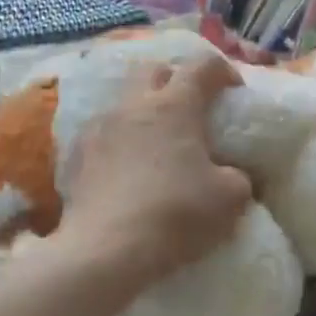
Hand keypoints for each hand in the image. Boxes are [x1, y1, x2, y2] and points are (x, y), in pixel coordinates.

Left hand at [60, 53, 253, 288]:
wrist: (106, 249)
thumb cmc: (176, 214)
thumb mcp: (230, 199)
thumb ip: (238, 177)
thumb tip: (232, 173)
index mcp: (175, 106)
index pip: (201, 66)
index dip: (222, 71)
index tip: (233, 90)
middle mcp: (134, 105)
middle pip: (154, 70)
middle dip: (175, 78)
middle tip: (191, 107)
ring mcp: (100, 128)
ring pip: (124, 100)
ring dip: (144, 110)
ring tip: (157, 139)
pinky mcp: (77, 155)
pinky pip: (102, 133)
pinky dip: (119, 140)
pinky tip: (127, 167)